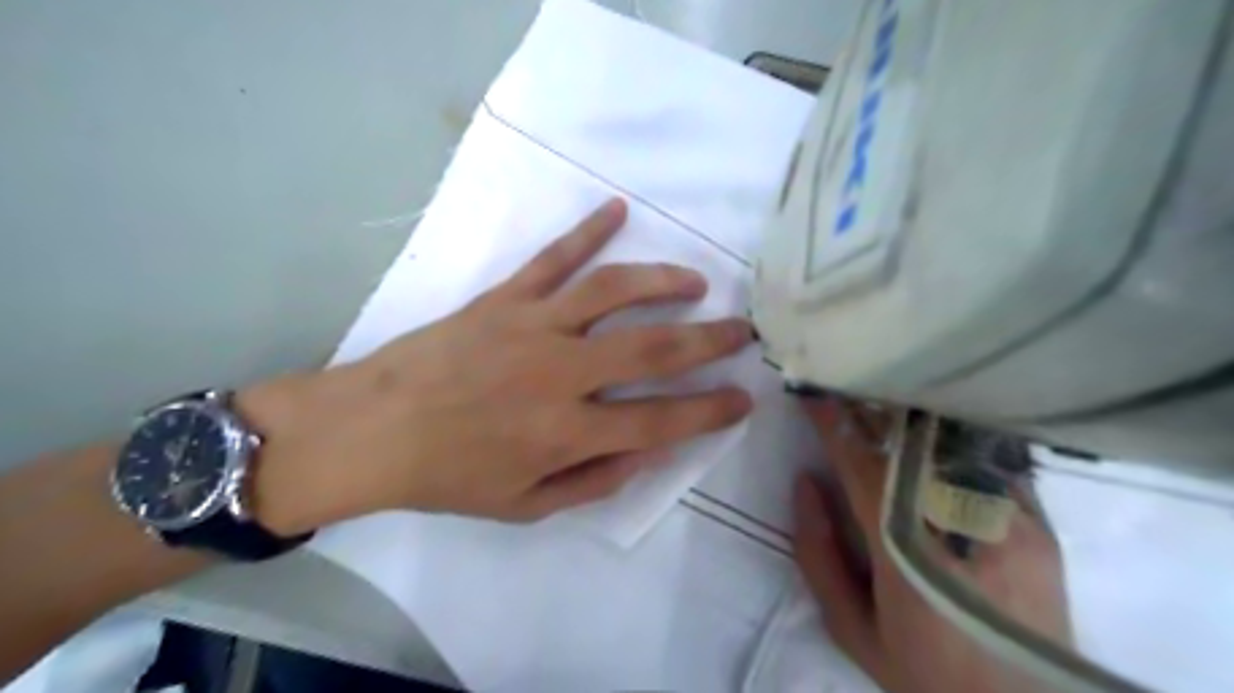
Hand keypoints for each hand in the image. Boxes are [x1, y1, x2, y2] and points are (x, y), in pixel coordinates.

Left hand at [237, 197, 752, 533]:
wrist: (372, 430)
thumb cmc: (449, 475)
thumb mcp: (525, 505)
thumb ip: (594, 482)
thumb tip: (648, 452)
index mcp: (567, 432)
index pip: (661, 422)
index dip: (709, 412)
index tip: (743, 398)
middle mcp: (561, 373)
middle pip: (653, 349)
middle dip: (709, 340)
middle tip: (743, 331)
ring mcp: (533, 326)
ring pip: (614, 291)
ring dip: (664, 281)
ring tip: (696, 282)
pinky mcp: (505, 298)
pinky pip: (554, 258)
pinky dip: (587, 231)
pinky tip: (617, 210)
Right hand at [789, 398, 1070, 692]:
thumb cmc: (927, 672)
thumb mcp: (852, 629)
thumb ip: (818, 554)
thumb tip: (806, 483)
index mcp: (905, 550)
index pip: (862, 463)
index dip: (833, 423)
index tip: (811, 394)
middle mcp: (959, 522)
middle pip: (906, 443)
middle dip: (867, 408)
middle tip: (842, 386)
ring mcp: (1007, 518)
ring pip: (947, 443)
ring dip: (906, 418)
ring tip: (879, 399)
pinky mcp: (1038, 523)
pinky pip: (984, 461)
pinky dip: (948, 439)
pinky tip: (930, 429)